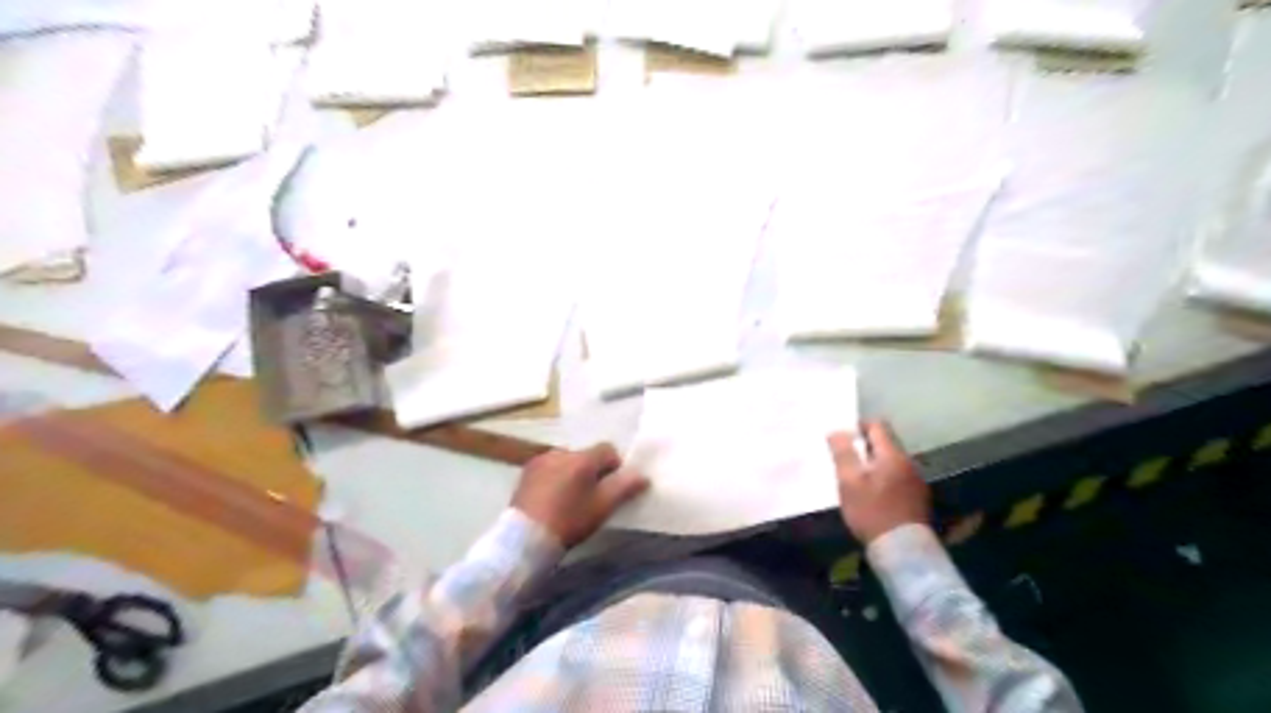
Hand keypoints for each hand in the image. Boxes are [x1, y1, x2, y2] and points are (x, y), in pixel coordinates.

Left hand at [511, 444, 647, 547]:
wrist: (525, 538)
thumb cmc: (569, 520)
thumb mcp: (602, 507)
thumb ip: (625, 487)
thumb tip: (642, 476)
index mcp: (582, 458)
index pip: (608, 450)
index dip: (614, 467)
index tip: (611, 489)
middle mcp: (561, 452)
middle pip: (586, 455)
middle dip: (592, 471)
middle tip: (590, 497)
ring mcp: (541, 460)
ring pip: (567, 461)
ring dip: (572, 473)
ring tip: (569, 499)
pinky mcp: (526, 472)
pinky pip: (549, 468)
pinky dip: (555, 477)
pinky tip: (551, 499)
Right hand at [830, 422, 930, 541]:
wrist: (902, 550)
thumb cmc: (871, 511)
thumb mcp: (849, 482)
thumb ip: (843, 453)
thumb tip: (837, 431)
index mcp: (892, 455)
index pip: (877, 425)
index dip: (858, 426)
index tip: (843, 439)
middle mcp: (908, 462)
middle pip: (886, 442)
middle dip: (866, 445)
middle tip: (846, 459)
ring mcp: (916, 479)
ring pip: (892, 460)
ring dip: (875, 462)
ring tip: (858, 476)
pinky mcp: (918, 496)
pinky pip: (898, 475)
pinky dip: (885, 476)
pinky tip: (874, 492)